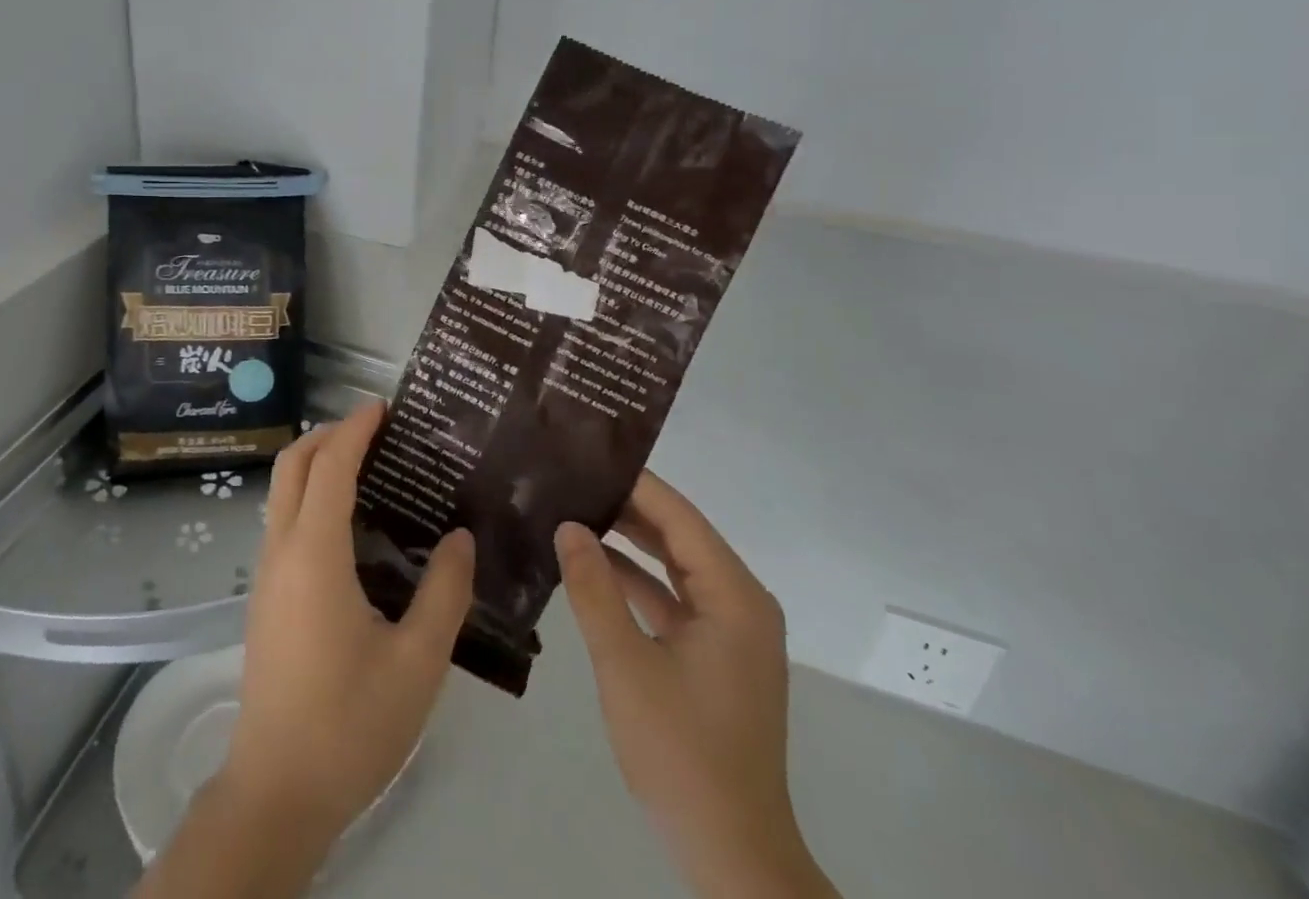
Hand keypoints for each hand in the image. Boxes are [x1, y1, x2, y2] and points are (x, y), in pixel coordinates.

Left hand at [223, 400, 475, 838]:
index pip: (330, 466)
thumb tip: (460, 537)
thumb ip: (444, 592)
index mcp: (314, 554)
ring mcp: (266, 574)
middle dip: (328, 434)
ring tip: (368, 465)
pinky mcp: (265, 597)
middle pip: (292, 465)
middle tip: (376, 429)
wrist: (277, 792)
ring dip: (316, 463)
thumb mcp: (416, 662)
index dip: (355, 429)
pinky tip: (351, 523)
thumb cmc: (350, 724)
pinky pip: (283, 520)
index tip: (384, 406)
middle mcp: (281, 551)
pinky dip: (311, 495)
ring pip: (282, 491)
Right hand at [555, 473, 838, 898]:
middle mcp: (740, 602)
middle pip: (678, 535)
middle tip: (570, 477)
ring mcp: (729, 630)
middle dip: (626, 506)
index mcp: (733, 596)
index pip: (678, 516)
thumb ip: (594, 589)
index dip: (633, 483)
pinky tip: (589, 565)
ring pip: (673, 565)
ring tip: (572, 508)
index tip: (584, 455)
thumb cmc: (682, 752)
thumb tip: (568, 525)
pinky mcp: (714, 654)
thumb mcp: (626, 664)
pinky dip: (635, 581)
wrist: (731, 853)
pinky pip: (672, 597)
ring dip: (628, 542)